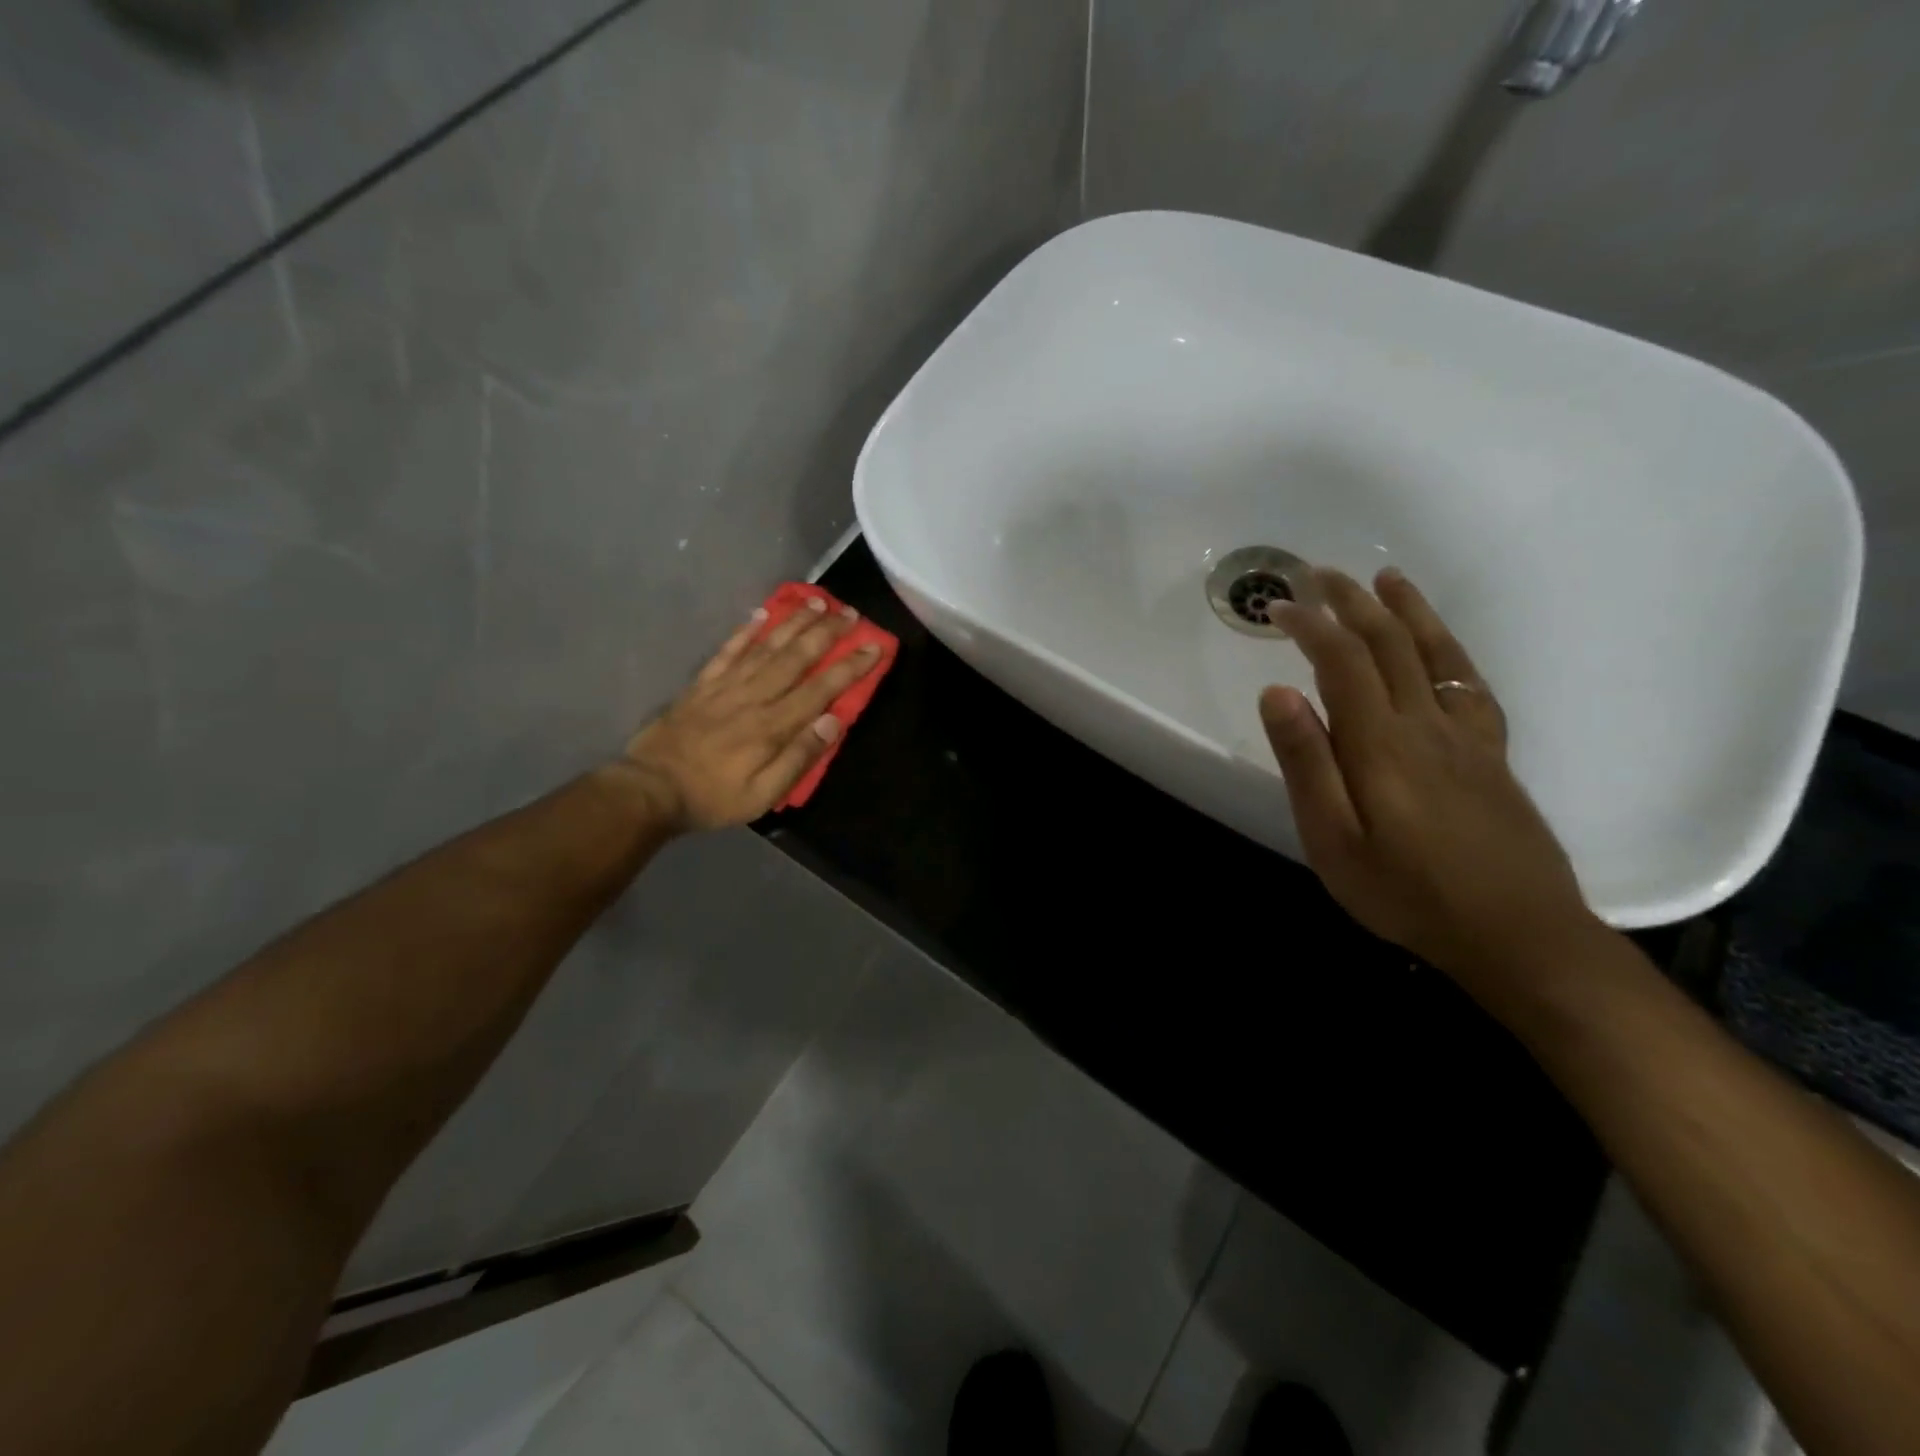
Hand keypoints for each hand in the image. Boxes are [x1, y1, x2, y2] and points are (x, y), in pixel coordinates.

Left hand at [624, 597, 882, 831]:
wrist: (650, 789)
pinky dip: (746, 630)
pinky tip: (762, 613)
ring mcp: (725, 686)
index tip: (874, 646)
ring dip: (794, 622)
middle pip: (796, 657)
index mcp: (772, 726)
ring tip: (817, 601)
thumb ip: (799, 758)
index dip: (850, 666)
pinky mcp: (702, 684)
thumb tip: (833, 722)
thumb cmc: (713, 797)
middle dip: (827, 633)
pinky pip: (728, 650)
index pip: (821, 688)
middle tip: (851, 612)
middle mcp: (753, 697)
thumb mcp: (763, 795)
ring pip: (766, 646)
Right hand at [1260, 567, 1601, 983]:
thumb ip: (1307, 763)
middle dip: (1352, 602)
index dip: (1310, 625)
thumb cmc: (1408, 893)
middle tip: (1319, 574)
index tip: (1278, 606)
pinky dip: (1450, 650)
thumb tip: (1277, 692)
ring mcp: (1467, 736)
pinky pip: (1472, 684)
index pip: (1341, 661)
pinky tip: (1441, 645)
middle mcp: (1427, 724)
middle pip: (1389, 644)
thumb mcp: (1334, 841)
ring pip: (1437, 654)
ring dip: (1407, 610)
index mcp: (1381, 743)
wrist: (1519, 935)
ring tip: (1386, 579)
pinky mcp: (1492, 754)